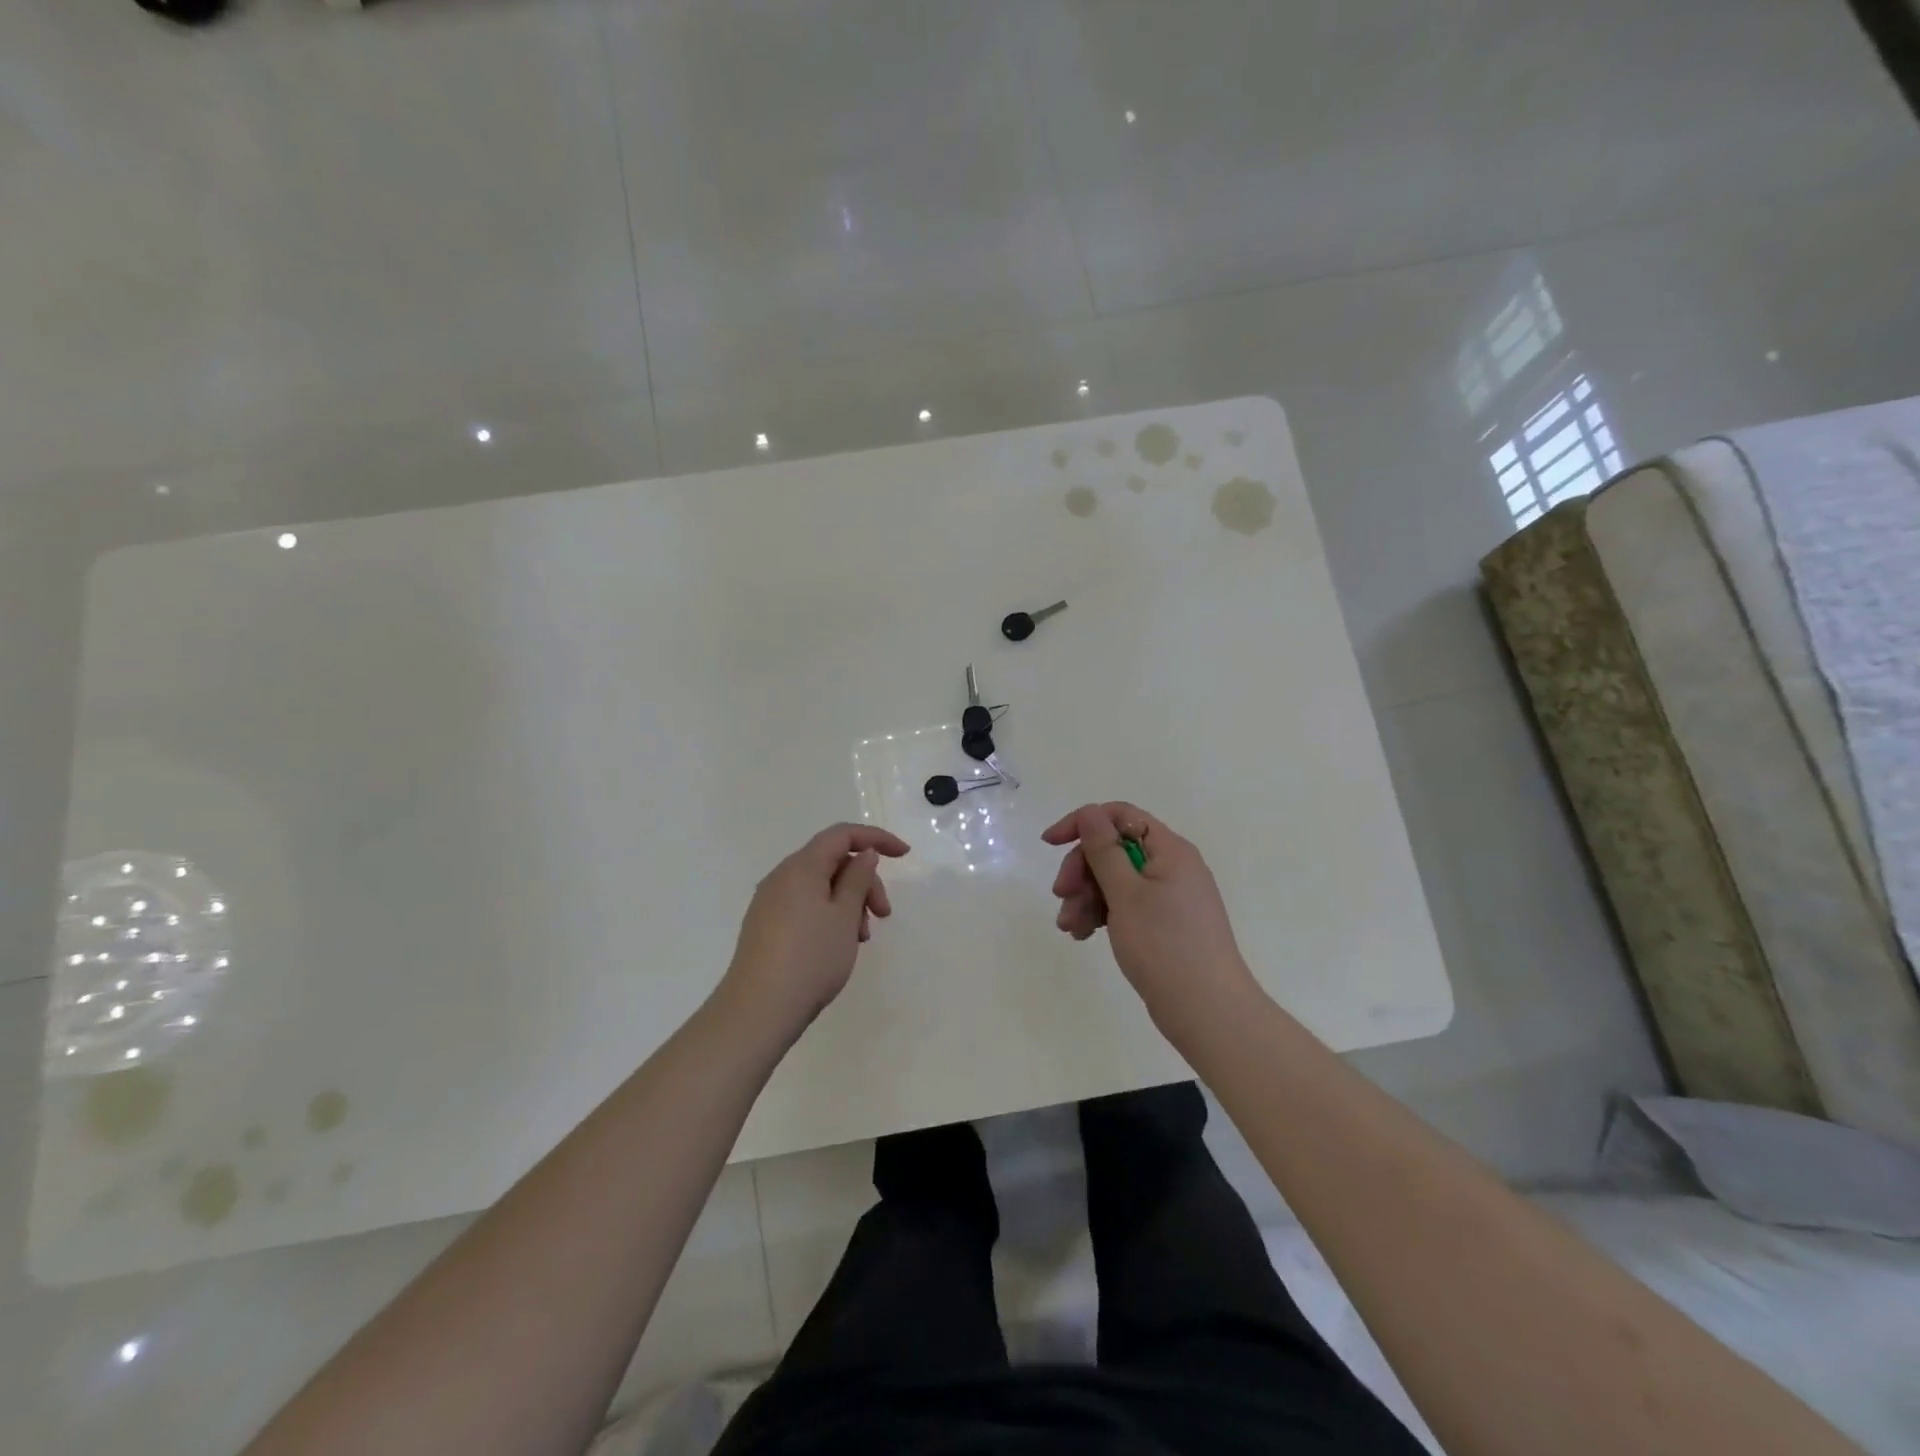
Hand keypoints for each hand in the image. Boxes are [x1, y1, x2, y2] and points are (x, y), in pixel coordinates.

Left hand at [720, 823, 909, 1037]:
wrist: (759, 1010)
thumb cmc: (810, 958)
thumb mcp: (845, 916)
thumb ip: (857, 878)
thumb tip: (863, 853)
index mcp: (801, 866)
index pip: (842, 834)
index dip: (876, 838)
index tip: (904, 855)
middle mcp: (781, 876)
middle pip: (832, 861)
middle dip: (864, 880)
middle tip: (883, 914)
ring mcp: (770, 902)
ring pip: (820, 885)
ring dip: (849, 902)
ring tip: (861, 938)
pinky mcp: (766, 925)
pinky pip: (806, 904)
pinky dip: (830, 914)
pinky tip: (839, 943)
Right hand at [1043, 802, 1258, 1035]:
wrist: (1208, 1013)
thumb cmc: (1165, 947)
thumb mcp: (1126, 894)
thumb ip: (1104, 850)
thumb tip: (1090, 812)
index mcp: (1170, 850)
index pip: (1120, 816)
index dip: (1082, 823)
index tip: (1050, 844)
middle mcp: (1172, 866)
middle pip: (1114, 849)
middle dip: (1082, 870)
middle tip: (1061, 897)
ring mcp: (1170, 896)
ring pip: (1116, 880)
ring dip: (1086, 897)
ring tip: (1070, 928)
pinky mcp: (1164, 923)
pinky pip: (1126, 905)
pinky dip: (1102, 914)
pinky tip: (1084, 935)